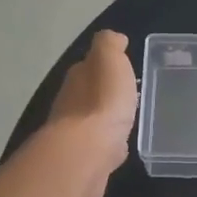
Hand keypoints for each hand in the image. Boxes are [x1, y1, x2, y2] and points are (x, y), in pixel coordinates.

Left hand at [48, 31, 138, 196]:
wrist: (87, 153)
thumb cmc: (102, 102)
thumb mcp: (109, 60)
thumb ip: (109, 45)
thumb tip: (114, 38)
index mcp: (78, 77)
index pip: (89, 66)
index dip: (104, 65)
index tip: (122, 66)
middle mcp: (70, 103)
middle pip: (88, 93)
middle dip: (104, 93)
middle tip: (126, 94)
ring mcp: (75, 133)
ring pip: (93, 120)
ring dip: (106, 118)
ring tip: (125, 119)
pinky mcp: (84, 159)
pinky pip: (99, 145)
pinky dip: (108, 143)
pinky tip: (118, 146)